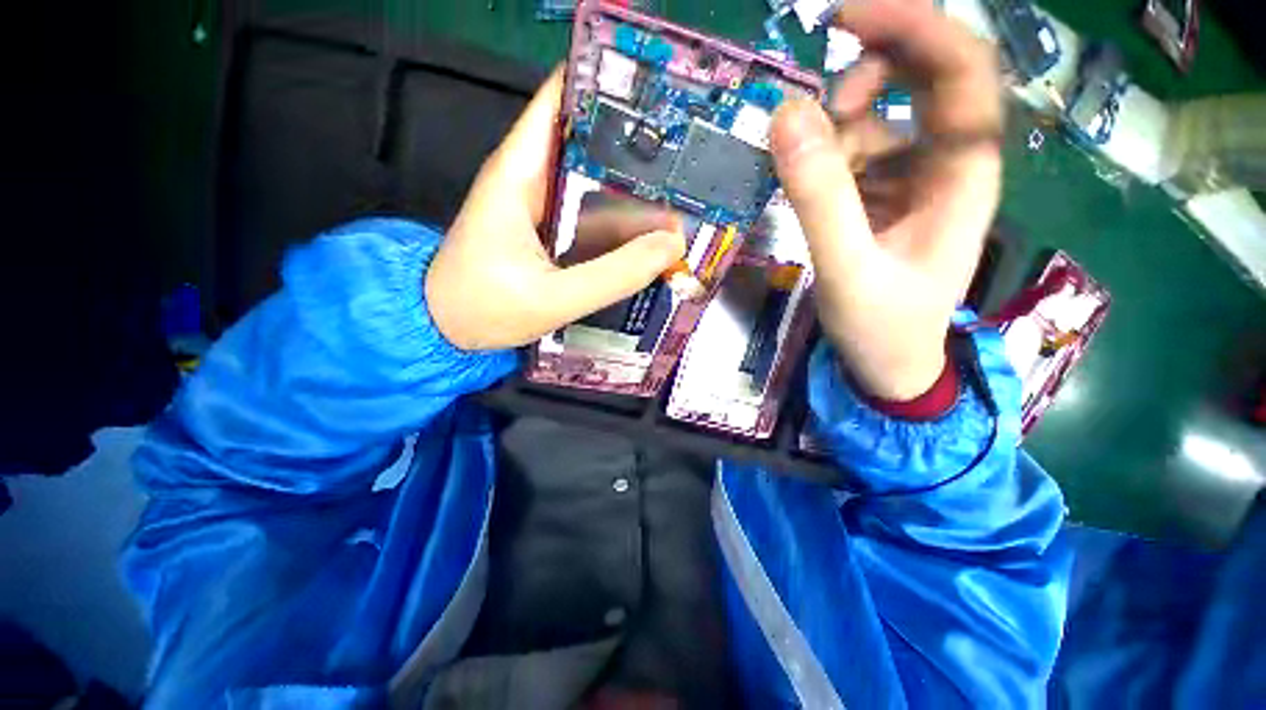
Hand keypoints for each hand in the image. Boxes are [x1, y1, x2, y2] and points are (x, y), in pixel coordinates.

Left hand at [427, 68, 685, 350]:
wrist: (448, 327)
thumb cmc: (485, 308)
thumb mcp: (553, 299)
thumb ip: (612, 275)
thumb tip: (670, 245)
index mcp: (520, 172)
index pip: (563, 99)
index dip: (611, 87)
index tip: (662, 97)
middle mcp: (531, 175)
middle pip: (589, 138)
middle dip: (638, 144)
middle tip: (690, 158)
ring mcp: (541, 201)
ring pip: (594, 178)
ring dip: (633, 185)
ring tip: (684, 193)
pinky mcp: (548, 226)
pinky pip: (590, 211)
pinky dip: (619, 216)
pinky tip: (650, 228)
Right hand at [770, 0, 1002, 400]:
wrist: (889, 365)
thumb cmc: (883, 327)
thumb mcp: (847, 269)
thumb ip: (819, 199)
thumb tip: (785, 117)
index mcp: (962, 173)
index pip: (960, 68)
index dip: (913, 25)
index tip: (845, 16)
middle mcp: (946, 162)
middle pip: (921, 79)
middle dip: (866, 76)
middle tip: (814, 113)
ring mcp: (914, 179)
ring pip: (878, 118)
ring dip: (835, 132)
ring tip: (804, 178)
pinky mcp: (884, 198)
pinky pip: (854, 156)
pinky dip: (825, 161)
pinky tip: (809, 193)